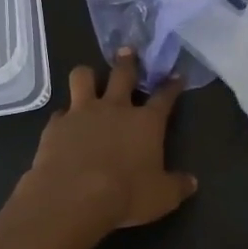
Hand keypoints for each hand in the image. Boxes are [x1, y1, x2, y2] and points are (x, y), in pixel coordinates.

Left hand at [22, 48, 197, 237]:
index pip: (164, 97)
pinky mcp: (56, 125)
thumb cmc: (125, 196)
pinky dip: (64, 117)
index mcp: (146, 122)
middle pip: (123, 74)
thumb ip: (177, 186)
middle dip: (128, 61)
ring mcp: (82, 112)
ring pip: (83, 77)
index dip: (172, 86)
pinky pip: (60, 112)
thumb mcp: (162, 197)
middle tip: (128, 51)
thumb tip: (192, 182)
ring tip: (89, 78)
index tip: (176, 76)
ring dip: (88, 76)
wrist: (72, 197)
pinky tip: (64, 125)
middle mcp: (115, 108)